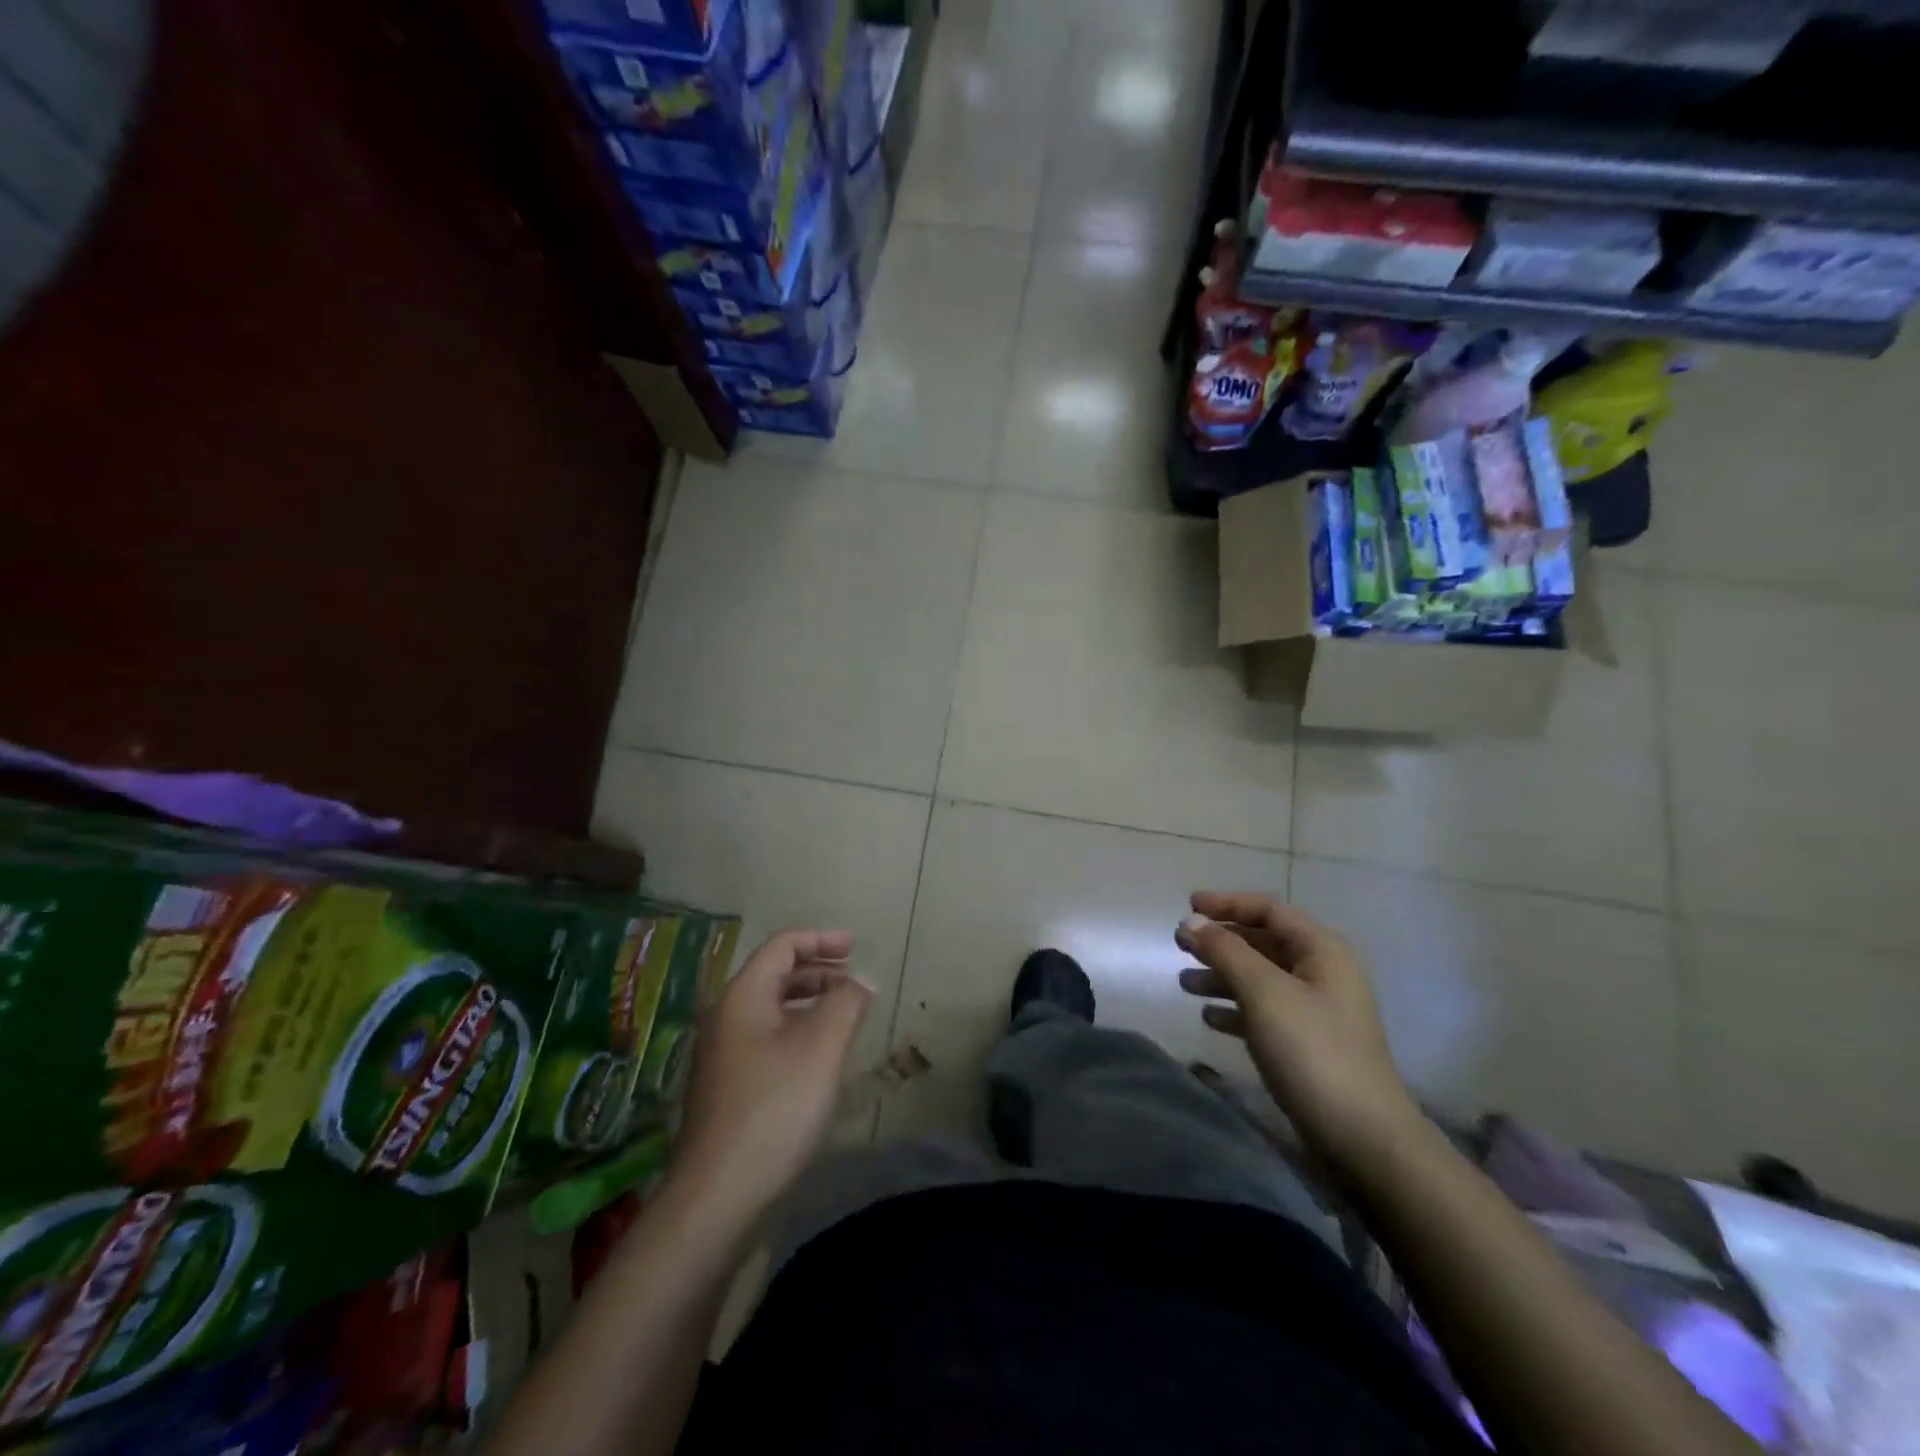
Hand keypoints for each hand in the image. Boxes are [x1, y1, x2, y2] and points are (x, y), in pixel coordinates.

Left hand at [669, 929, 872, 1224]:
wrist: (718, 1198)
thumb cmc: (774, 1109)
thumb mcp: (822, 1047)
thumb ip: (845, 1003)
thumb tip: (857, 982)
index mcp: (742, 998)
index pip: (781, 947)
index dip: (820, 939)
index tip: (855, 947)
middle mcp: (725, 1018)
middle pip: (773, 975)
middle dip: (817, 970)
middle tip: (853, 978)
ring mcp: (722, 1056)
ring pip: (770, 1010)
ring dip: (808, 1002)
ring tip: (843, 1014)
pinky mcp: (727, 1089)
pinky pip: (766, 1039)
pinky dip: (797, 1031)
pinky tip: (818, 1058)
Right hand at [1176, 892, 1422, 1180]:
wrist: (1363, 1139)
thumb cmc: (1312, 1051)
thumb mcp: (1264, 992)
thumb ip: (1225, 951)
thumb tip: (1192, 921)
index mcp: (1321, 951)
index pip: (1269, 910)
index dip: (1227, 903)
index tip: (1188, 906)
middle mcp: (1321, 973)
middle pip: (1263, 943)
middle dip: (1220, 941)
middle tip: (1179, 945)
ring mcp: (1316, 1011)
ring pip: (1260, 978)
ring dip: (1222, 976)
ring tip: (1184, 984)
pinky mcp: (1307, 1045)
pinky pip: (1263, 1012)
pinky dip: (1234, 1009)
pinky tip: (1209, 1019)